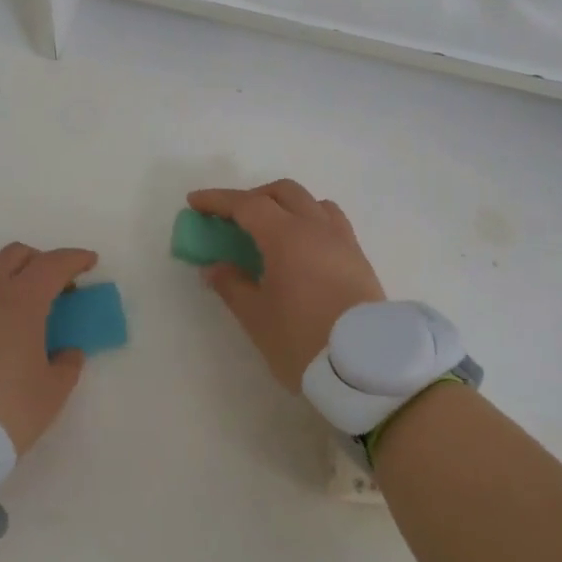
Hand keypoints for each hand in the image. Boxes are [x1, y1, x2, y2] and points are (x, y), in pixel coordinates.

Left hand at [0, 242, 98, 453]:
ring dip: (3, 267)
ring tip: (12, 292)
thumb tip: (69, 351)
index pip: (53, 265)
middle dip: (41, 261)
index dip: (74, 259)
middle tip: (55, 285)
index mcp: (22, 301)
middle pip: (16, 255)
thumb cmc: (5, 408)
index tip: (89, 261)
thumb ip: (67, 365)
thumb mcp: (51, 393)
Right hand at [187, 180, 384, 391]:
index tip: (195, 202)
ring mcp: (342, 240)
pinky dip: (308, 219)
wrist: (366, 368)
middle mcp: (316, 227)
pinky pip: (330, 220)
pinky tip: (300, 245)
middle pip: (282, 192)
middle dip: (252, 197)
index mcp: (286, 237)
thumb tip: (214, 267)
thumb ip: (232, 286)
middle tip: (230, 218)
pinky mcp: (358, 257)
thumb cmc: (303, 341)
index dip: (218, 200)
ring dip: (284, 205)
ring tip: (268, 229)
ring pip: (311, 202)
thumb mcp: (257, 318)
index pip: (247, 204)